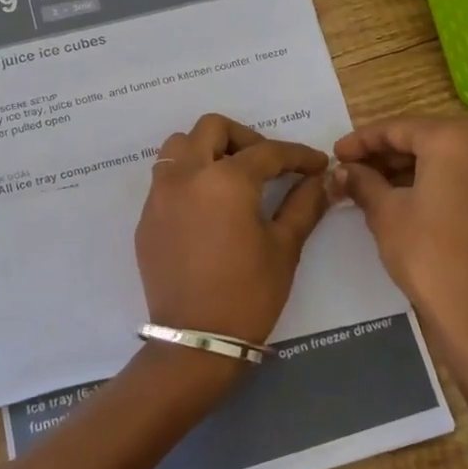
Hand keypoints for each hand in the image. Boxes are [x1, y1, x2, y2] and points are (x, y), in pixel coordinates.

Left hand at [135, 114, 332, 348]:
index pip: (267, 152)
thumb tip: (320, 181)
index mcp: (226, 180)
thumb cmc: (249, 293)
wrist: (197, 340)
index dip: (297, 155)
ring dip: (207, 150)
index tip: (316, 165)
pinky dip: (188, 178)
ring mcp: (160, 195)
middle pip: (212, 128)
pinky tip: (208, 207)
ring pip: (179, 147)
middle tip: (267, 165)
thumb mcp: (284, 247)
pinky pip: (166, 179)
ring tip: (231, 178)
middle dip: (245, 138)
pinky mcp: (146, 218)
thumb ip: (304, 205)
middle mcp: (186, 175)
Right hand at [332, 117, 467, 354]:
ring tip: (366, 186)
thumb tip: (342, 170)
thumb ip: (362, 182)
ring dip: (404, 169)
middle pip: (423, 139)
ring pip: (442, 159)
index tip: (334, 154)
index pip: (398, 128)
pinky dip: (429, 182)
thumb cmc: (427, 252)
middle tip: (348, 170)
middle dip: (383, 154)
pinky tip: (398, 197)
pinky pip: (459, 177)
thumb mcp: (385, 212)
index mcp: (455, 139)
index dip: (361, 140)